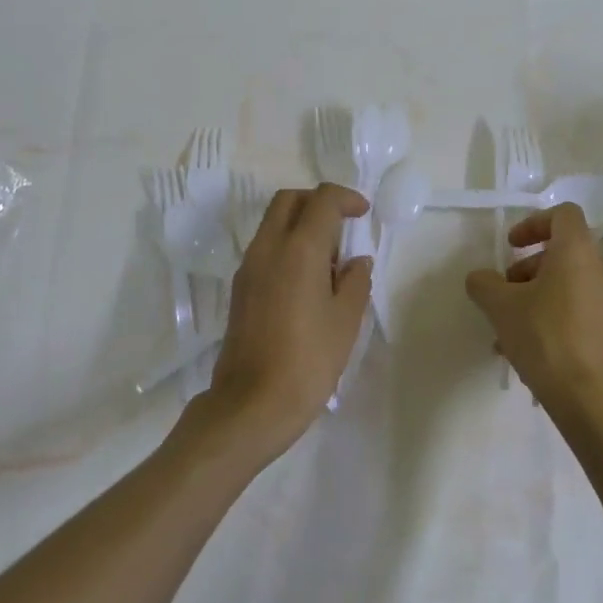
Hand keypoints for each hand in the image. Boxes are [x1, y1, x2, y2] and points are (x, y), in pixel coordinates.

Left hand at [200, 183, 372, 457]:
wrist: (251, 405)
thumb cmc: (308, 361)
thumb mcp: (345, 321)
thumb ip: (355, 282)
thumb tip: (356, 262)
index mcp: (299, 249)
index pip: (322, 200)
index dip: (346, 198)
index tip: (363, 213)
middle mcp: (268, 248)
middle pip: (289, 200)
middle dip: (318, 201)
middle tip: (343, 224)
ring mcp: (249, 267)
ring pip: (273, 222)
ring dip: (301, 223)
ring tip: (329, 259)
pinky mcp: (240, 288)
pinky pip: (265, 247)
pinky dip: (287, 245)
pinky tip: (307, 280)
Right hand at [465, 204, 602, 418]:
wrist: (591, 400)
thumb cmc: (545, 338)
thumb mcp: (501, 307)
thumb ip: (484, 284)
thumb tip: (480, 279)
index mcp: (578, 252)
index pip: (563, 214)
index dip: (534, 223)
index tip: (512, 246)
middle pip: (562, 253)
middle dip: (528, 269)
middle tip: (504, 293)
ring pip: (568, 286)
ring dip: (536, 297)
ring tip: (507, 330)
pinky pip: (579, 312)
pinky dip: (553, 318)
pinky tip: (527, 350)